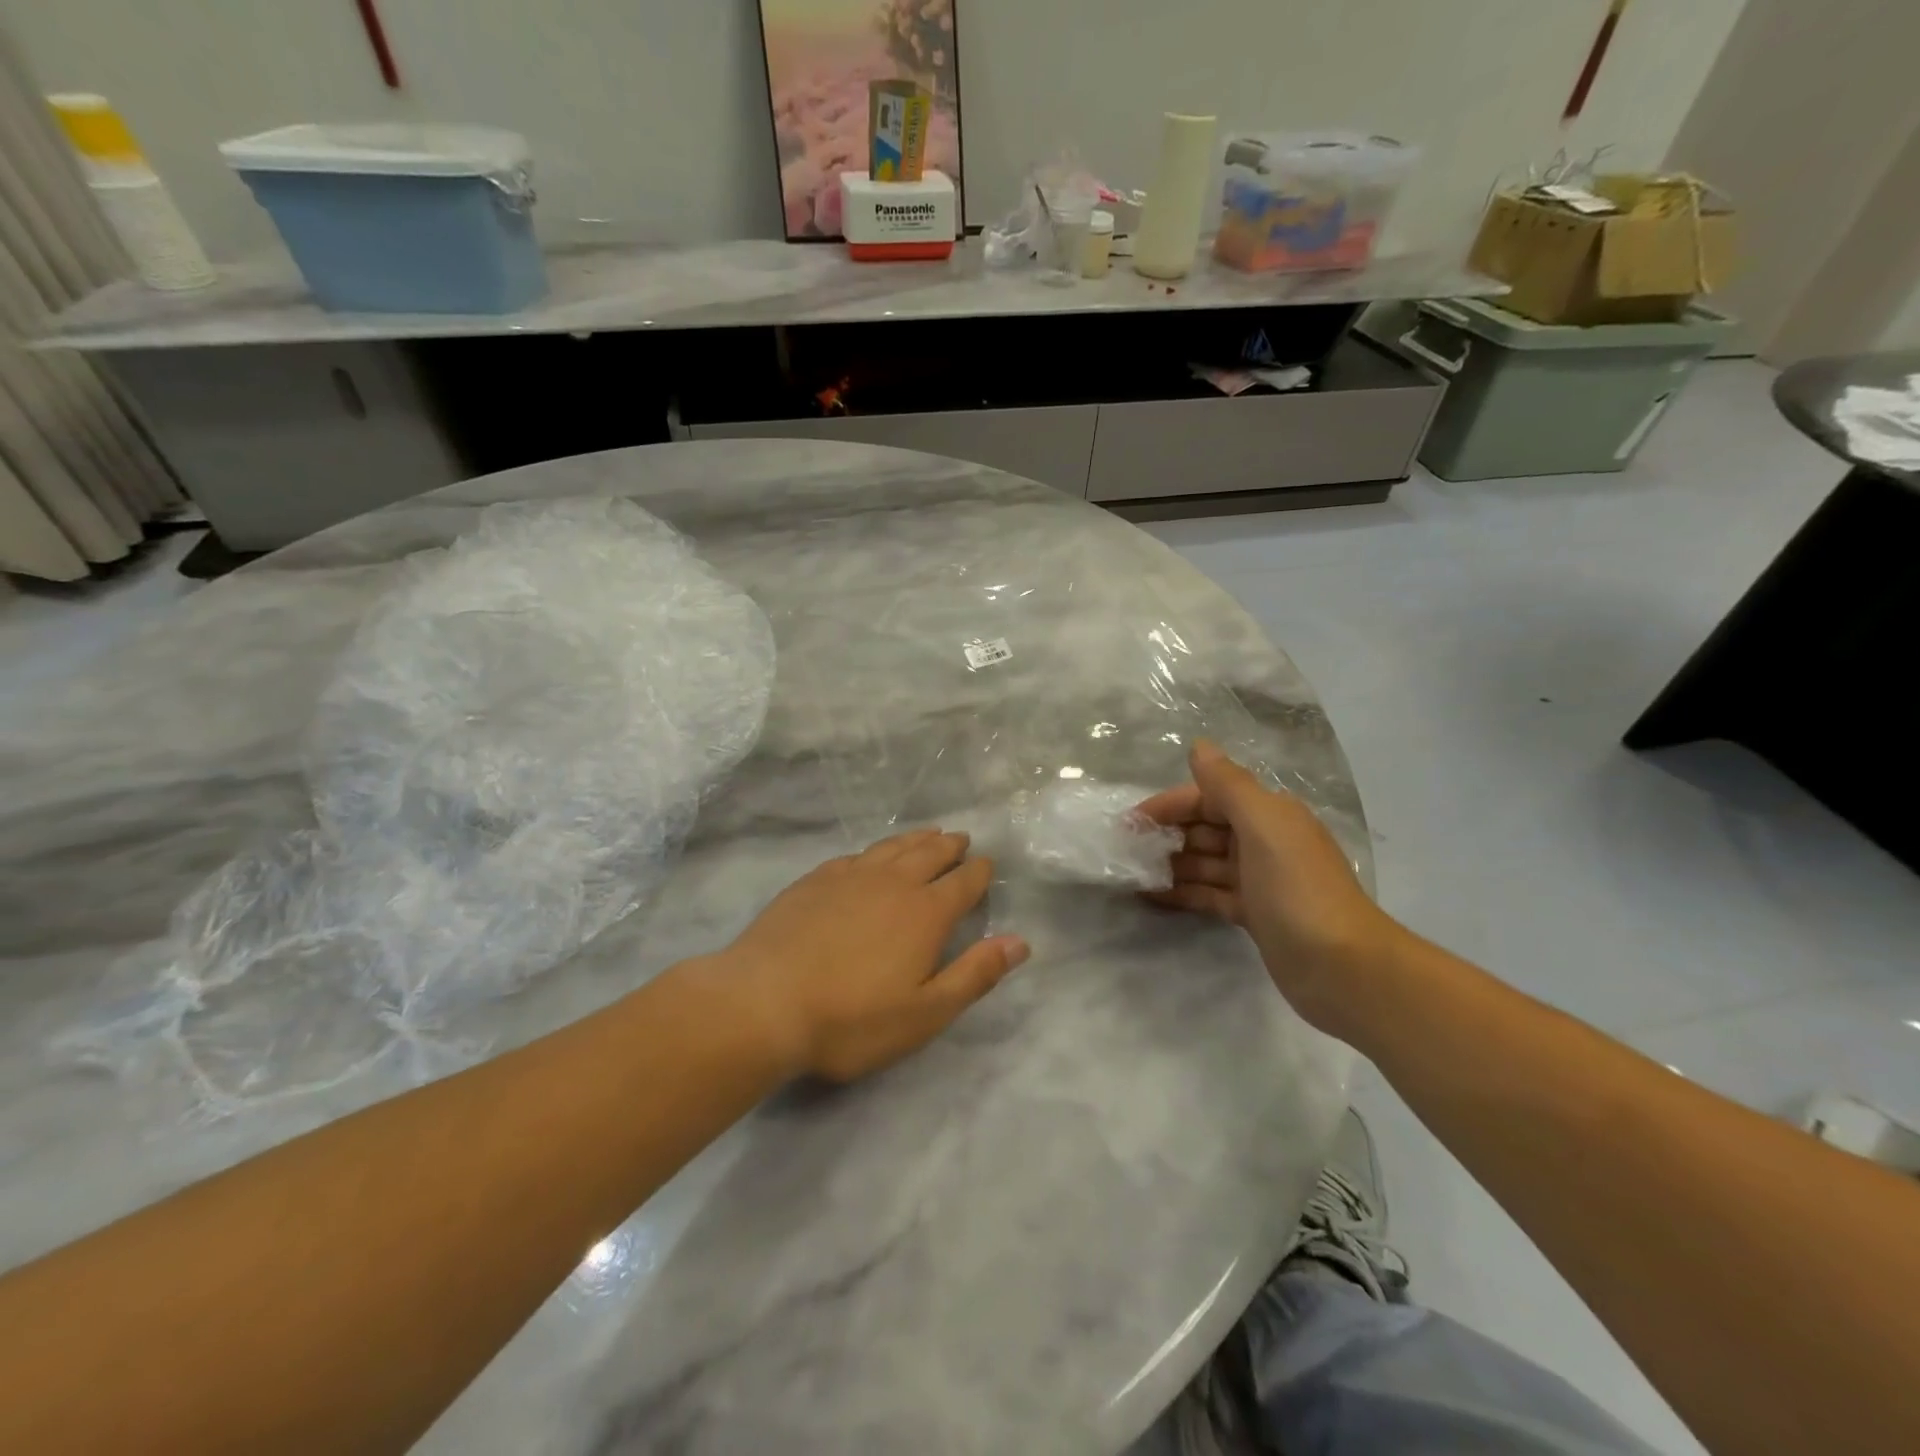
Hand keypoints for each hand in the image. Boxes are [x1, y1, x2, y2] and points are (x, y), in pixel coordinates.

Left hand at [709, 830, 1029, 1082]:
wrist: (763, 1003)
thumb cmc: (851, 1019)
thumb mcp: (925, 1013)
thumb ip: (975, 974)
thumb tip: (1020, 942)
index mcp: (925, 913)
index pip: (963, 882)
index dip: (979, 872)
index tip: (987, 864)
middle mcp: (892, 883)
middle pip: (929, 854)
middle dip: (950, 846)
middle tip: (961, 839)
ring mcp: (849, 877)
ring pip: (892, 847)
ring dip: (915, 839)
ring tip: (928, 834)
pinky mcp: (814, 881)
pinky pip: (855, 856)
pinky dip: (874, 851)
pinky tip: (871, 856)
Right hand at [1137, 741, 1404, 1036]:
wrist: (1344, 969)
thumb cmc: (1297, 890)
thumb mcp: (1264, 827)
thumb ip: (1229, 785)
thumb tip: (1199, 746)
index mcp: (1268, 814)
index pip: (1208, 797)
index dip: (1168, 806)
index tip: (1128, 824)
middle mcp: (1264, 840)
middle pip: (1204, 828)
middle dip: (1165, 835)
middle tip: (1124, 853)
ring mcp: (1259, 879)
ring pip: (1204, 862)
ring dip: (1169, 865)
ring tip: (1130, 876)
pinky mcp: (1254, 914)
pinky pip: (1209, 893)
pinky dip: (1182, 893)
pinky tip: (1151, 897)